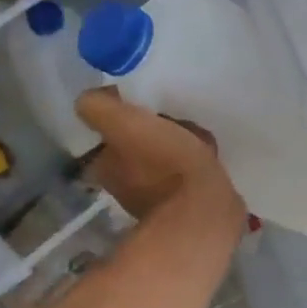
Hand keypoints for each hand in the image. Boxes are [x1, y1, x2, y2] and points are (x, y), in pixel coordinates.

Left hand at [73, 89, 243, 233]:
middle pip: (140, 144)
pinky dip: (197, 163)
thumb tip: (95, 96)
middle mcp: (124, 186)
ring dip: (181, 145)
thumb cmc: (165, 163)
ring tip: (200, 138)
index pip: (113, 131)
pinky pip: (188, 174)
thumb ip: (99, 107)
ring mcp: (156, 199)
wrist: (203, 210)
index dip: (129, 115)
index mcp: (104, 167)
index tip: (150, 106)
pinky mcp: (185, 206)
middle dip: (159, 130)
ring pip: (165, 158)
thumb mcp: (123, 124)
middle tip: (179, 121)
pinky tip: (210, 157)